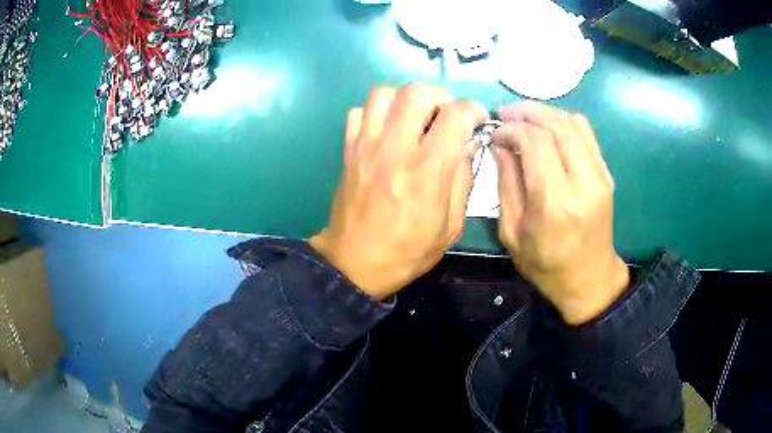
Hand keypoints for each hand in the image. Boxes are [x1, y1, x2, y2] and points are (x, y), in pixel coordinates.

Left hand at [310, 84, 488, 299]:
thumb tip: (467, 144)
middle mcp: (395, 149)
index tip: (477, 119)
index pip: (455, 115)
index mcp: (427, 171)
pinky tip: (387, 131)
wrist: (354, 263)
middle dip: (439, 97)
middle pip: (416, 92)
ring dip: (405, 99)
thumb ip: (462, 180)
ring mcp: (366, 146)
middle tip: (445, 116)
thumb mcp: (451, 226)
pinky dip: (377, 113)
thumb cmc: (407, 251)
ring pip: (384, 94)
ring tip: (415, 119)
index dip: (473, 110)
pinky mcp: (348, 151)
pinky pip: (359, 112)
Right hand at [492, 101, 628, 324]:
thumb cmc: (545, 264)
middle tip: (506, 113)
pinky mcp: (607, 174)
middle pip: (556, 124)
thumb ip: (506, 183)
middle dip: (527, 112)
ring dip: (545, 113)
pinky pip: (586, 133)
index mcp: (556, 202)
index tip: (495, 132)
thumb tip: (499, 144)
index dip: (511, 129)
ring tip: (524, 117)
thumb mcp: (512, 232)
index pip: (534, 142)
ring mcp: (600, 176)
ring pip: (573, 123)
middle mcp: (583, 182)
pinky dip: (564, 122)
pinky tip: (548, 129)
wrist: (588, 278)